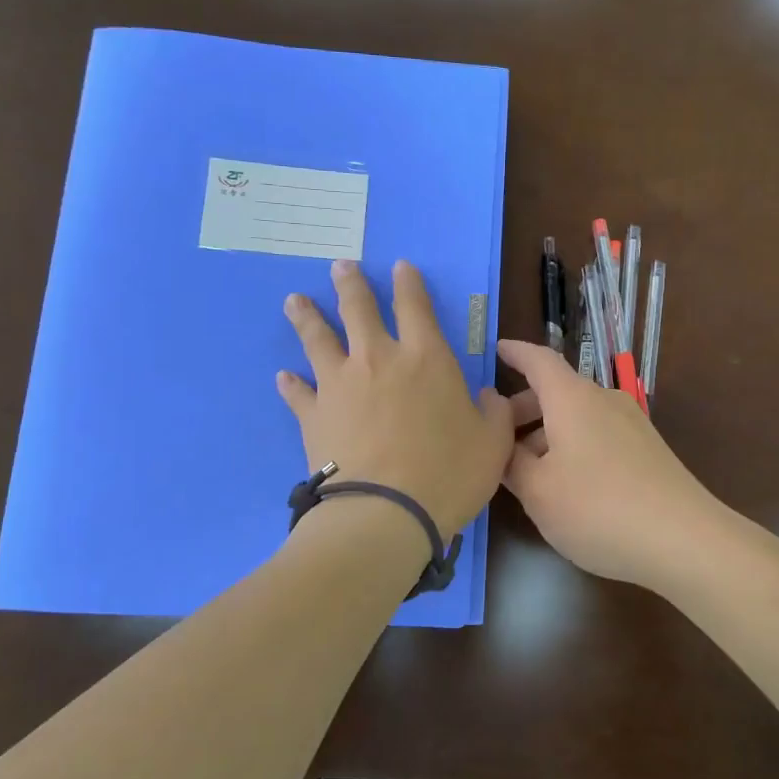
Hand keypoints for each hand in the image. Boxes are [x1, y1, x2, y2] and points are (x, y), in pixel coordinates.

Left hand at [279, 260, 514, 539]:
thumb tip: (488, 397)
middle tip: (339, 266)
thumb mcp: (492, 444)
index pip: (415, 306)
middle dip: (350, 284)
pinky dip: (290, 383)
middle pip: (358, 309)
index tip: (399, 266)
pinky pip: (297, 392)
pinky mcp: (313, 414)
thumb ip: (495, 414)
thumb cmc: (448, 473)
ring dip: (307, 317)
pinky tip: (283, 376)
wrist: (385, 512)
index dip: (408, 283)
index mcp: (426, 358)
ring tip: (294, 300)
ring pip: (317, 339)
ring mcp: (339, 384)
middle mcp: (378, 359)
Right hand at [497, 339, 728, 588]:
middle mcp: (604, 401)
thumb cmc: (598, 508)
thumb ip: (511, 464)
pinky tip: (565, 483)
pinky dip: (573, 446)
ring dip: (547, 434)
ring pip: (578, 417)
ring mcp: (631, 425)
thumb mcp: (538, 492)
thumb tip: (500, 445)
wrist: (684, 540)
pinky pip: (598, 435)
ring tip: (526, 470)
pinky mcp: (648, 451)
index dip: (516, 353)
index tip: (498, 348)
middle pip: (557, 392)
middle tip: (497, 436)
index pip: (539, 361)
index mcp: (573, 399)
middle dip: (524, 409)